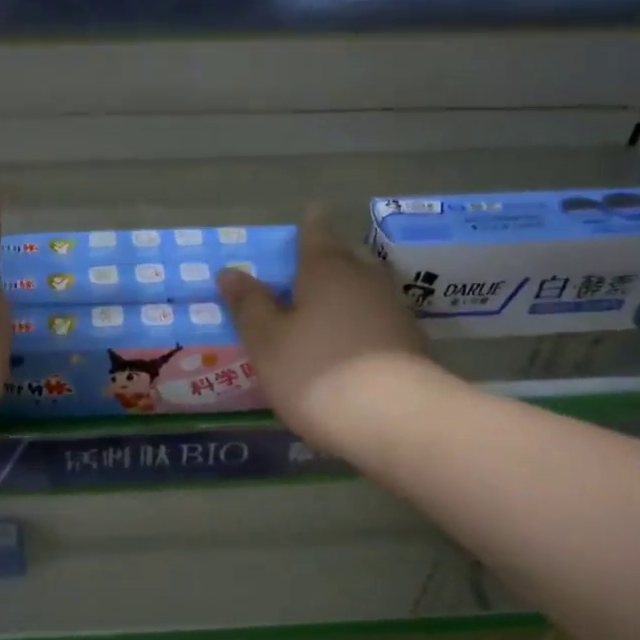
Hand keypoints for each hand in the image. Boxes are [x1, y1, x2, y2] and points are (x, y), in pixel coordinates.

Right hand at [217, 214, 435, 456]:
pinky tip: (346, 348)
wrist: (397, 420)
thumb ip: (249, 305)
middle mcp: (365, 278)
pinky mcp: (410, 343)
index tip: (304, 218)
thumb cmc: (316, 372)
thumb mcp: (267, 342)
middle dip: (324, 263)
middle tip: (300, 275)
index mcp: (327, 268)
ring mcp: (393, 310)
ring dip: (342, 297)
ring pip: (362, 291)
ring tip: (319, 315)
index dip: (306, 225)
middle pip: (343, 259)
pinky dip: (358, 326)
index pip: (315, 232)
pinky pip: (375, 322)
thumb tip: (229, 271)